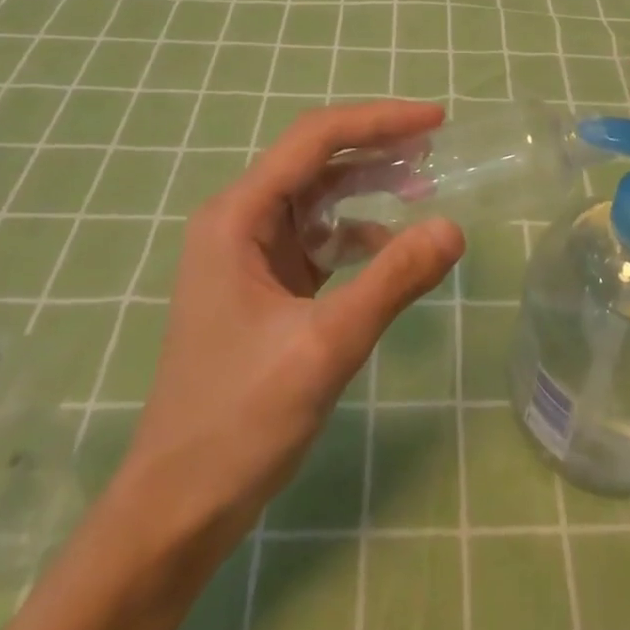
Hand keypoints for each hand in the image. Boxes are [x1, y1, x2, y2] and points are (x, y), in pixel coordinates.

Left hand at [120, 99, 464, 547]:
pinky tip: (390, 247)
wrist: (176, 510)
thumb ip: (392, 280)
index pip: (315, 139)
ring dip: (369, 187)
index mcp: (238, 216)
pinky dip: (357, 233)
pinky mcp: (265, 282)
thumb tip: (453, 228)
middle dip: (377, 148)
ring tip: (423, 185)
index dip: (378, 121)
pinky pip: (318, 236)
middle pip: (316, 160)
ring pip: (319, 196)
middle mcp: (240, 219)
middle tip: (436, 146)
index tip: (435, 119)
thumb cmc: (239, 421)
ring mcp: (250, 252)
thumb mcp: (326, 346)